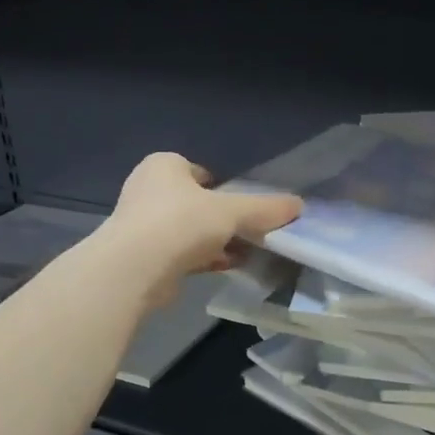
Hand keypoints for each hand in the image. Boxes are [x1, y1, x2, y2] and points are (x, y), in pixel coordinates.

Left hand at [99, 152, 302, 305]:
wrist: (135, 269)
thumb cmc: (181, 223)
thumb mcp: (231, 211)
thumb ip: (264, 208)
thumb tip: (299, 205)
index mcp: (163, 166)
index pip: (198, 171)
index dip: (222, 188)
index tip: (241, 206)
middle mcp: (147, 189)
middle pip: (195, 203)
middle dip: (220, 218)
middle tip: (248, 232)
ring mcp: (141, 224)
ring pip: (188, 230)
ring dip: (214, 241)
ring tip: (244, 253)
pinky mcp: (142, 257)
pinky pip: (180, 253)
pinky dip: (202, 258)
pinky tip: (226, 267)